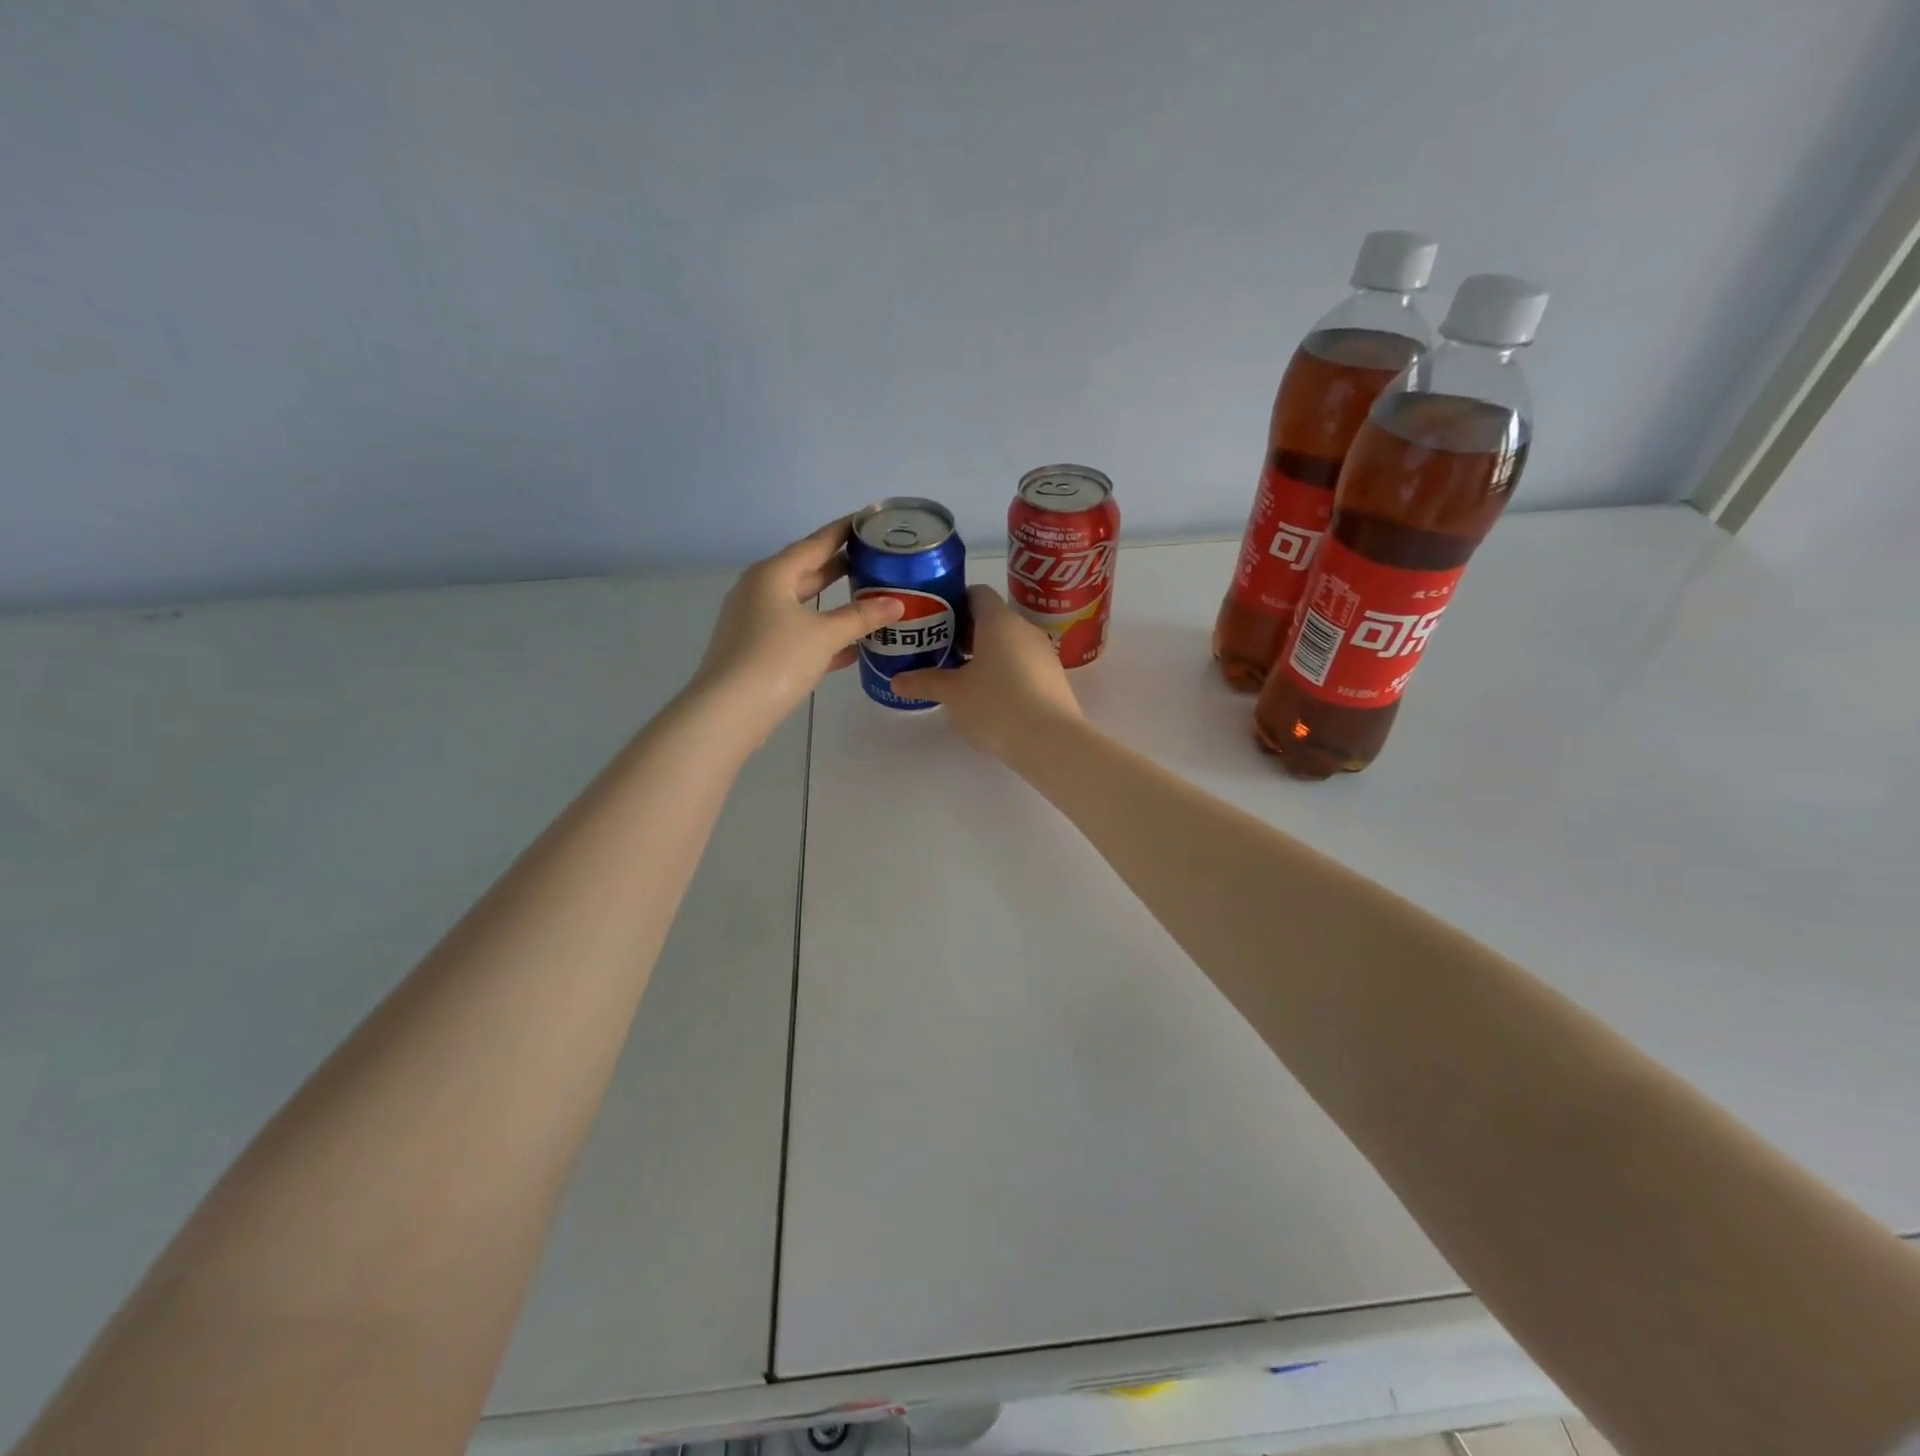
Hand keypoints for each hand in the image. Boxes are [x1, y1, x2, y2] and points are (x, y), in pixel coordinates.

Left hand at [690, 517, 903, 744]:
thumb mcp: (825, 635)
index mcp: (773, 574)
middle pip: (807, 571)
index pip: (816, 543)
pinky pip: (795, 632)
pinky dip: (820, 633)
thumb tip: (896, 602)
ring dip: (832, 603)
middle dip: (840, 567)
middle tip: (875, 559)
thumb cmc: (777, 659)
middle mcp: (759, 590)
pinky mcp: (755, 649)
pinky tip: (849, 646)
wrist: (729, 711)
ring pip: (801, 604)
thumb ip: (861, 616)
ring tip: (868, 597)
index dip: (844, 531)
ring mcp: (754, 620)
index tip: (869, 520)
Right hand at [892, 585, 1083, 759]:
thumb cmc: (996, 705)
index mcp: (998, 620)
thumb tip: (896, 681)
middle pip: (992, 619)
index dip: (955, 602)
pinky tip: (989, 695)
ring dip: (985, 653)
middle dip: (966, 632)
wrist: (1051, 741)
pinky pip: (1023, 663)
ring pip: (1009, 643)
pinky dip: (1004, 671)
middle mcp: (1024, 628)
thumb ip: (925, 682)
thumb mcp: (953, 694)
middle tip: (940, 651)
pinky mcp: (1053, 678)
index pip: (977, 594)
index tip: (935, 621)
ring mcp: (1043, 653)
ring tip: (961, 676)